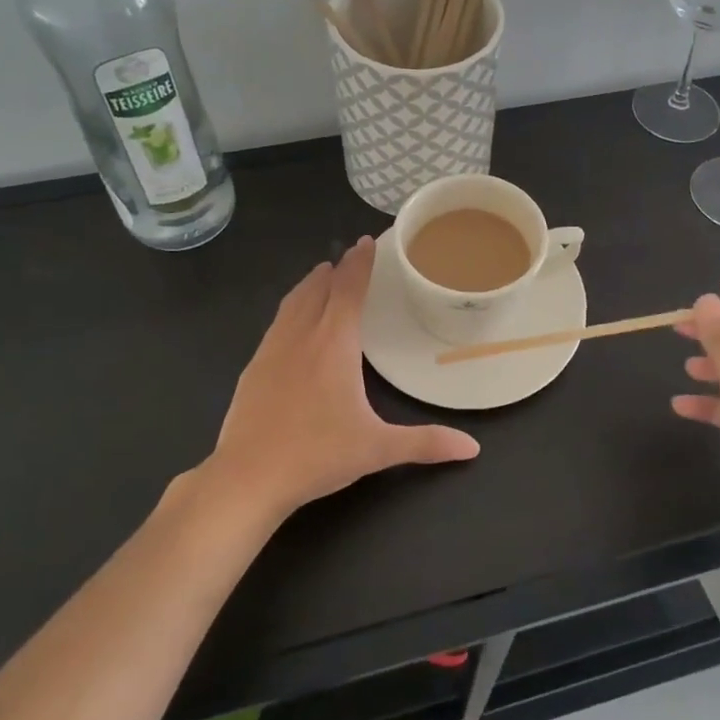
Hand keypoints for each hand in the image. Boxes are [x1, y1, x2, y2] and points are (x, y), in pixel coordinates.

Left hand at [199, 237, 478, 523]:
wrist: (247, 477)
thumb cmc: (317, 455)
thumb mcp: (377, 449)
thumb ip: (426, 443)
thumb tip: (472, 448)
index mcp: (334, 344)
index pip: (348, 290)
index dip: (359, 264)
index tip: (366, 242)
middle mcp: (301, 336)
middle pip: (318, 289)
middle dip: (335, 269)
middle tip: (349, 256)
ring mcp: (271, 351)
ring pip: (292, 303)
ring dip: (309, 285)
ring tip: (320, 276)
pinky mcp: (252, 369)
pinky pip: (275, 324)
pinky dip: (290, 309)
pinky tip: (291, 324)